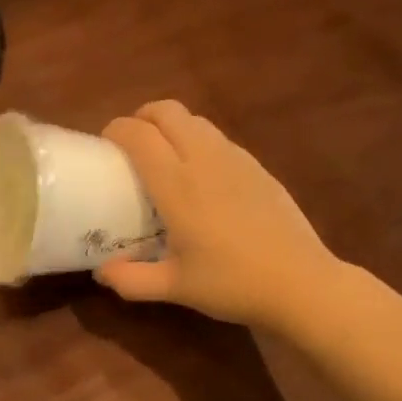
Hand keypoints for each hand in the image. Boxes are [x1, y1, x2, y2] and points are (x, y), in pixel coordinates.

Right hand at [96, 100, 337, 327]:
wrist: (300, 284)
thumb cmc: (231, 284)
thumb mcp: (174, 288)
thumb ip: (130, 279)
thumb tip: (101, 272)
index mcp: (177, 185)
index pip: (139, 135)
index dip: (116, 130)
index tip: (104, 146)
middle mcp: (205, 160)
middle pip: (167, 111)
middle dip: (142, 117)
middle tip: (132, 144)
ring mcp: (236, 160)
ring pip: (196, 121)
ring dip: (172, 127)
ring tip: (164, 157)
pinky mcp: (258, 167)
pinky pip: (219, 139)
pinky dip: (199, 142)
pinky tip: (202, 177)